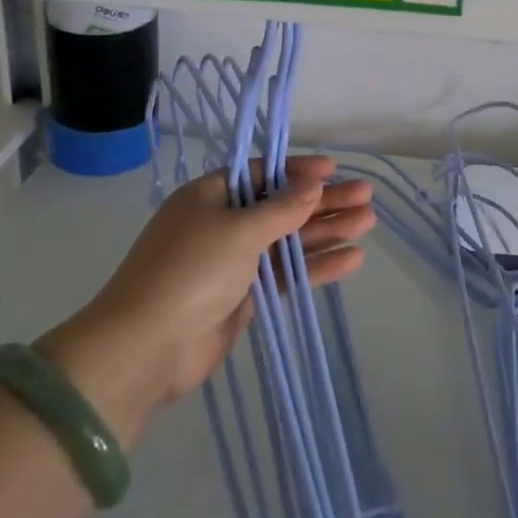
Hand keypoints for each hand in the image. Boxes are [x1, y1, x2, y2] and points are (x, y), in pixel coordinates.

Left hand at [41, 156, 374, 446]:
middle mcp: (223, 223)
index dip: (299, 171)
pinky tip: (352, 259)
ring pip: (289, 241)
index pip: (262, 174)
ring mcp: (233, 262)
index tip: (334, 170)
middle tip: (366, 197)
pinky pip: (286, 273)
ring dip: (326, 231)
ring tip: (368, 223)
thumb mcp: (240, 229)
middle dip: (323, 202)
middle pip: (282, 206)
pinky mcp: (243, 296)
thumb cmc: (192, 270)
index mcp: (211, 195)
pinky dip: (316, 266)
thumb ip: (282, 207)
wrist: (148, 347)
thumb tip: (313, 183)